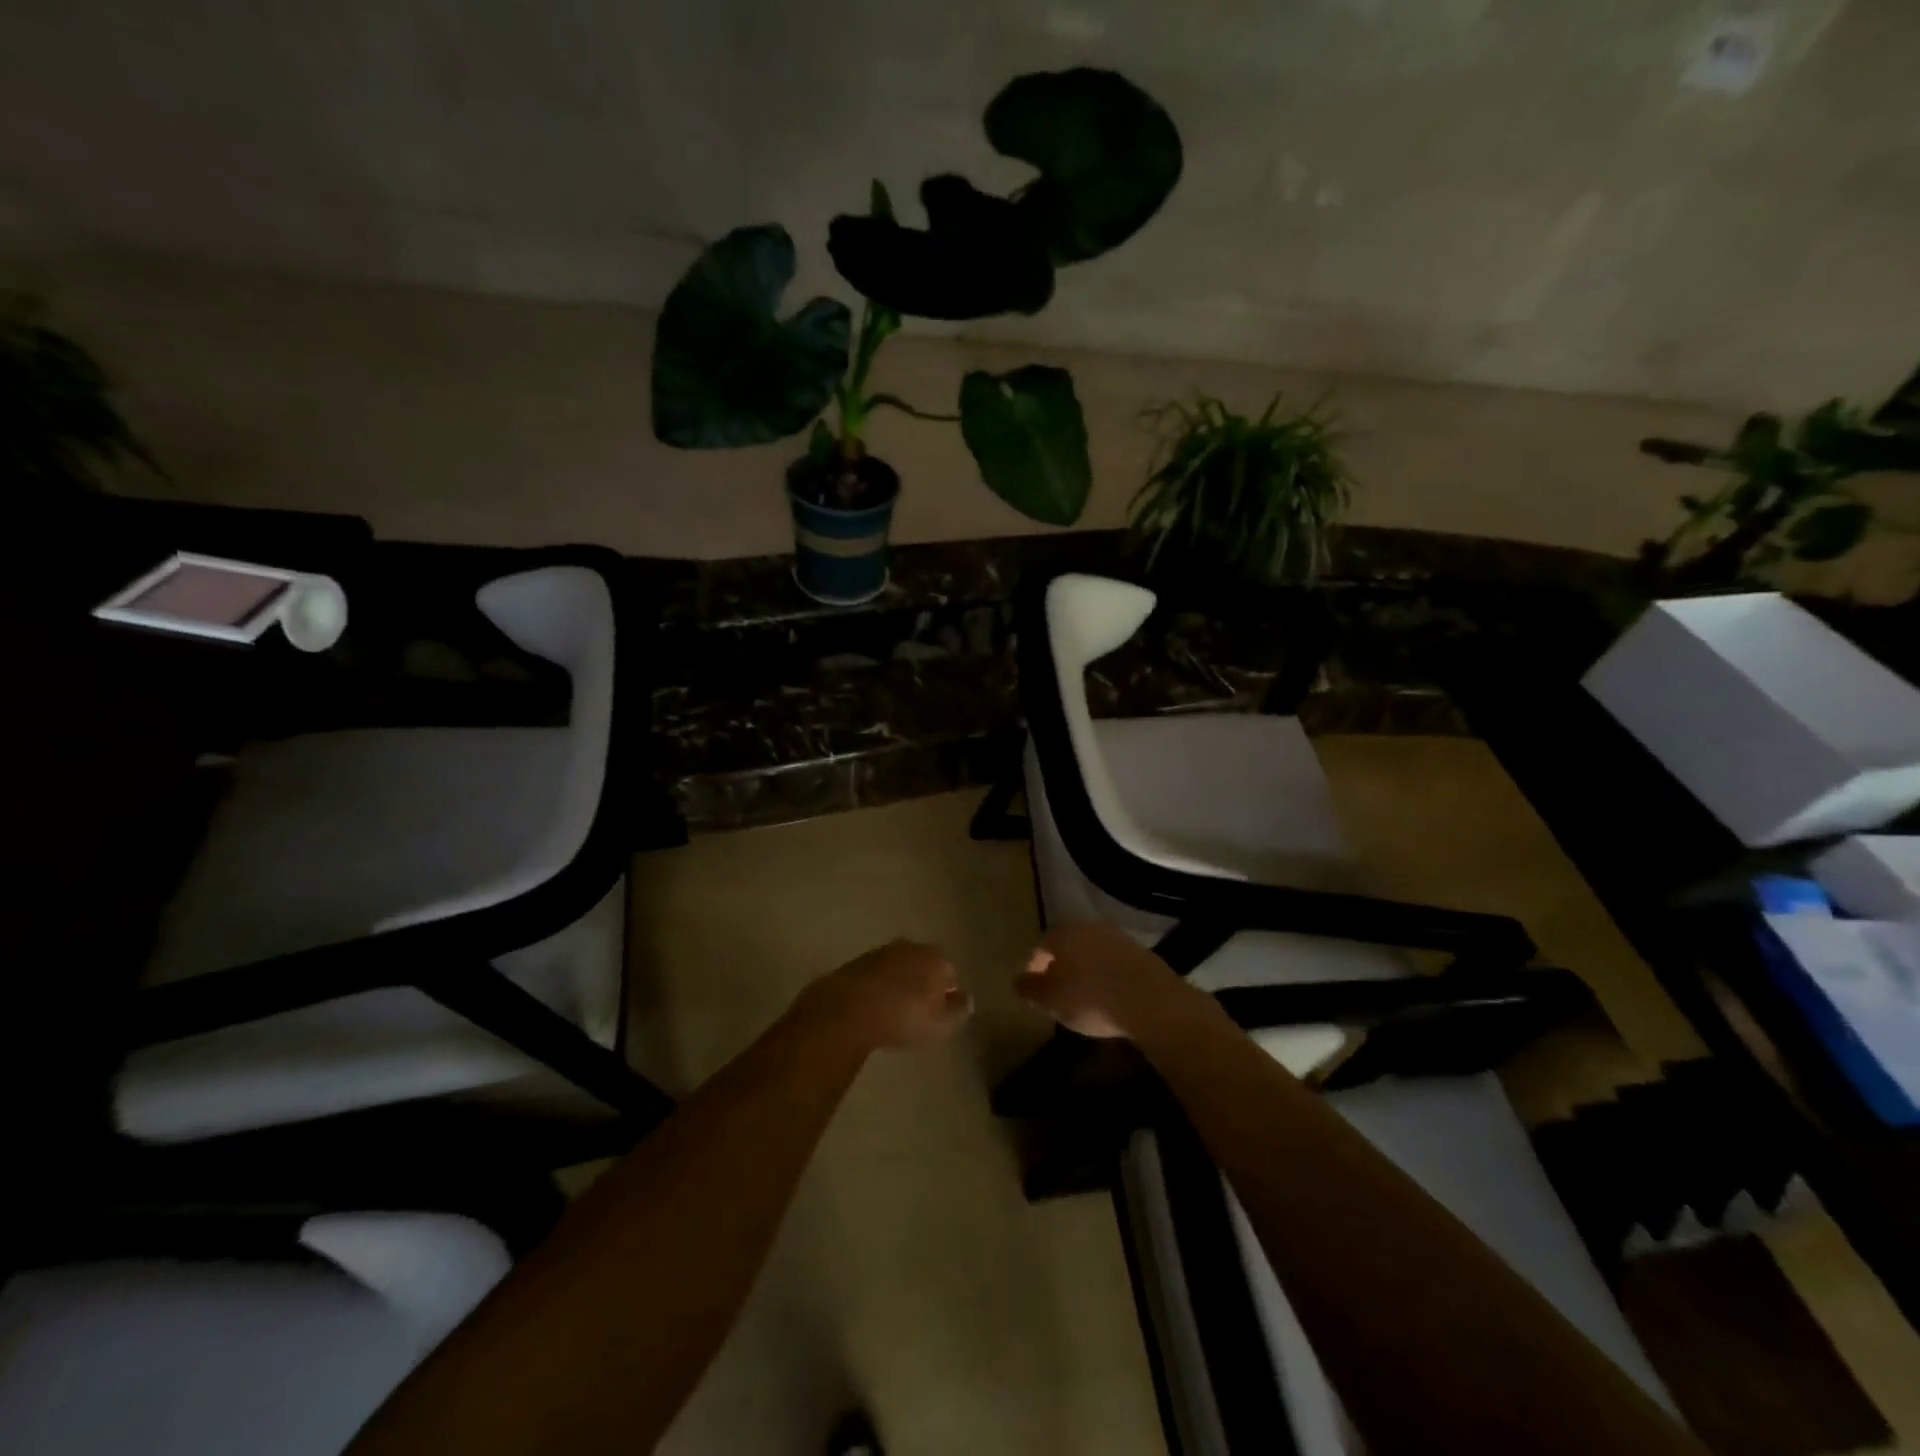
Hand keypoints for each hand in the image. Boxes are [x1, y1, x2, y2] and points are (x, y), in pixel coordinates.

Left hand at [808, 939, 971, 1050]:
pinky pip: (878, 974)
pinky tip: (874, 1006)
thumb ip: (958, 1011)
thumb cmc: (904, 1017)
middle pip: (924, 965)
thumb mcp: (941, 1024)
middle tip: (919, 1010)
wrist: (849, 1009)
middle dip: (924, 983)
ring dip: (900, 983)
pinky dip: (879, 986)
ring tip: (895, 1010)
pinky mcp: (858, 961)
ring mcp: (882, 951)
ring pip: (900, 967)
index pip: (950, 973)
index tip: (940, 1012)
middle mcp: (911, 946)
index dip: (947, 993)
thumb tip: (967, 999)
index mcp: (936, 958)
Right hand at [1015, 922, 1197, 1039]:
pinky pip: (1114, 961)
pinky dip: (1107, 974)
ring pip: (1092, 950)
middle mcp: (1088, 926)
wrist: (1150, 1001)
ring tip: (1084, 994)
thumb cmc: (1090, 998)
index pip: (1040, 945)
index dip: (1034, 966)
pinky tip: (1109, 995)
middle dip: (1061, 964)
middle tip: (1057, 990)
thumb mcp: (1051, 1000)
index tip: (1033, 987)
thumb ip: (1030, 989)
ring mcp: (1117, 936)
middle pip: (1068, 944)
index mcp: (1062, 933)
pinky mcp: (1141, 951)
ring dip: (1085, 968)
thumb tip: (1017, 980)